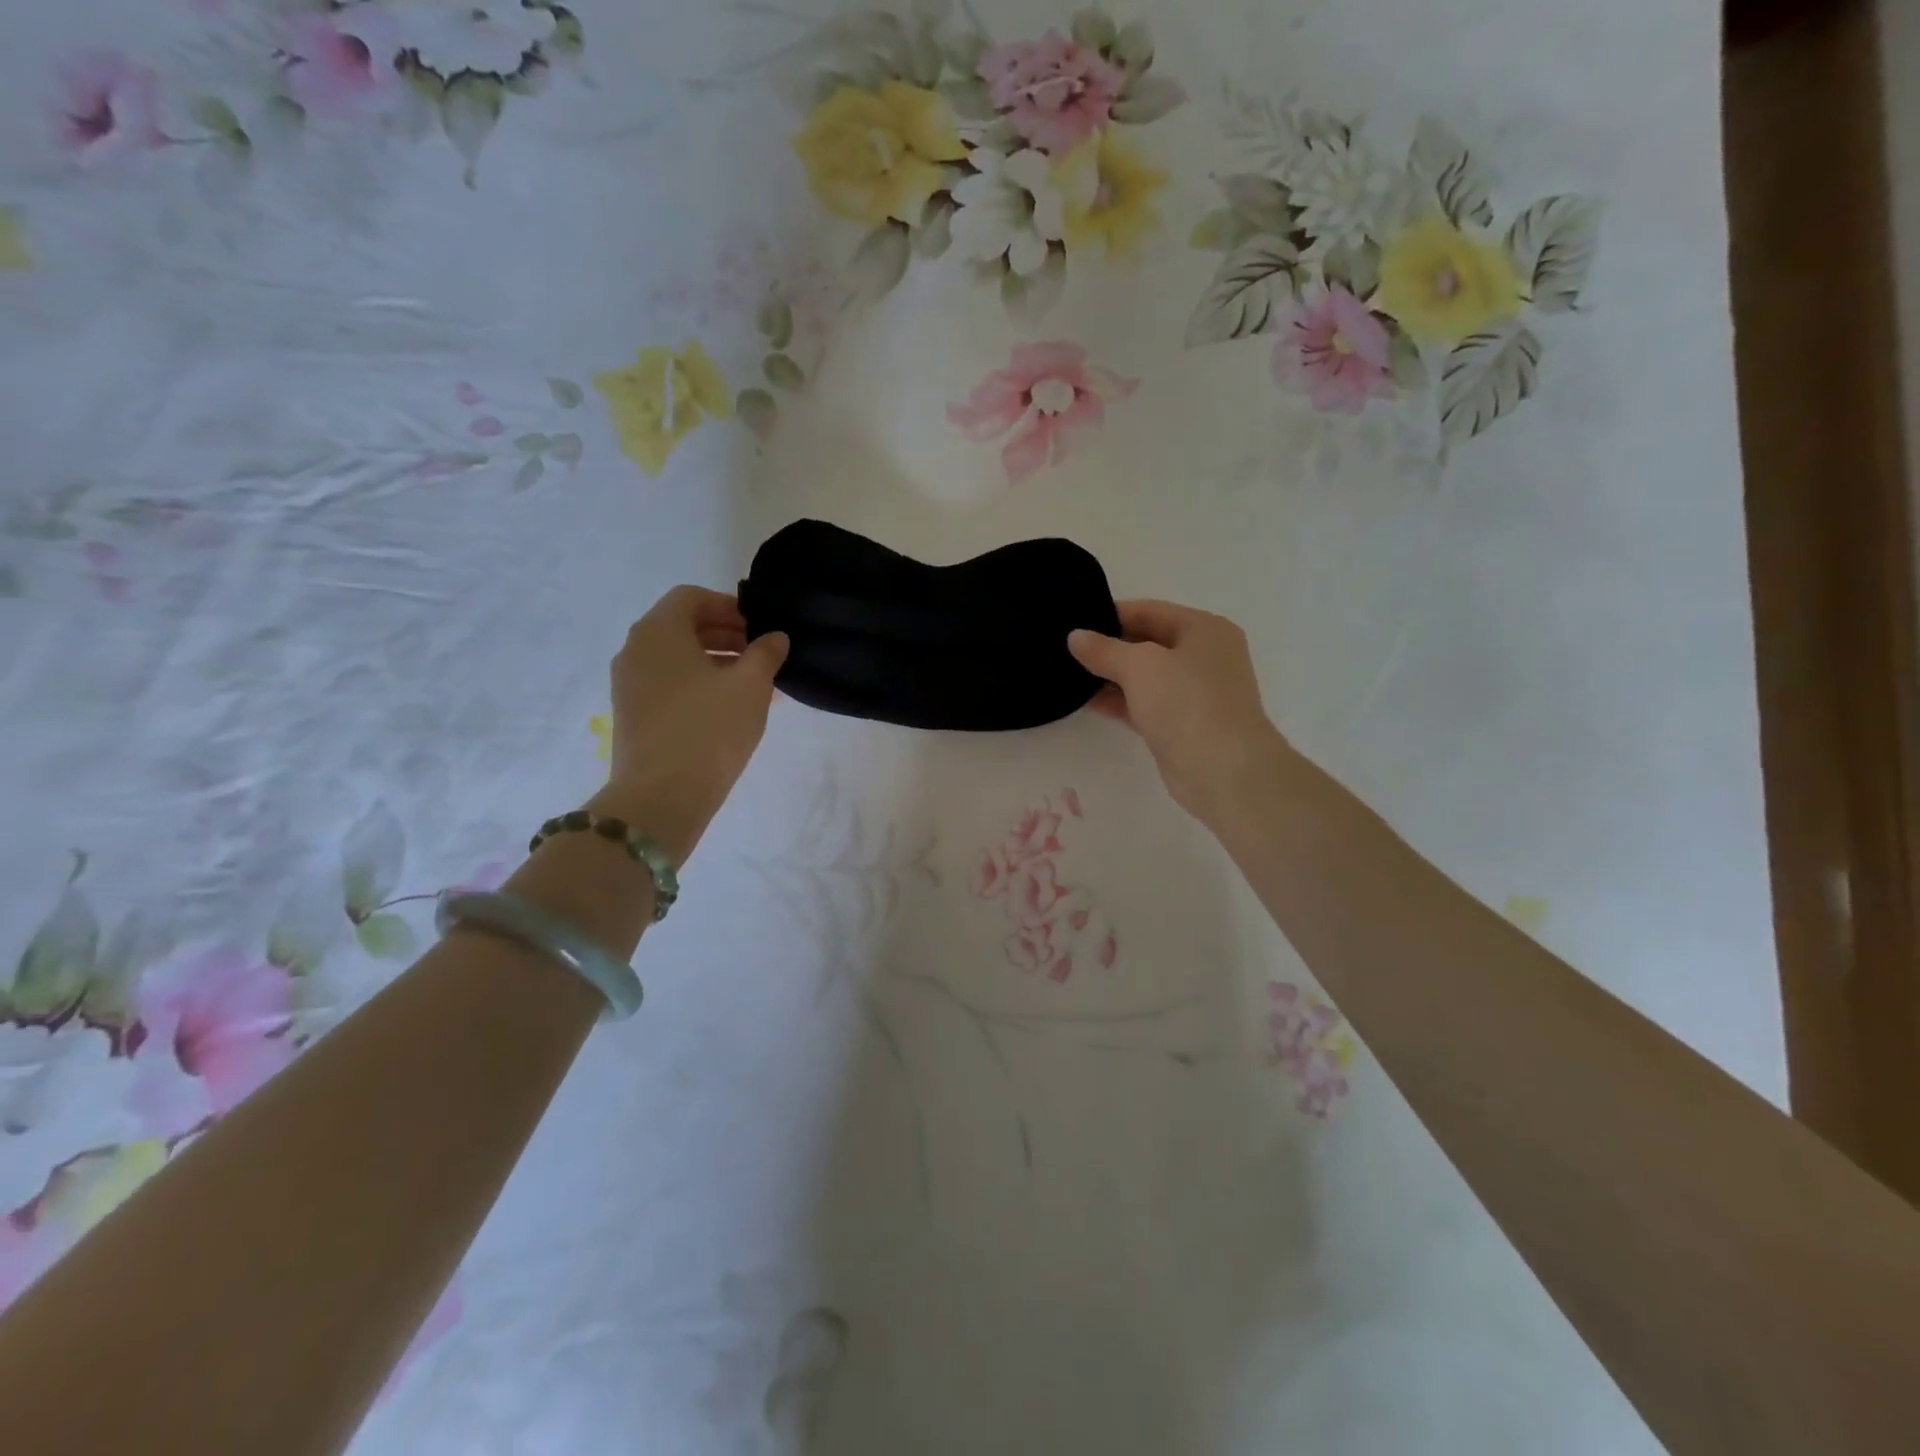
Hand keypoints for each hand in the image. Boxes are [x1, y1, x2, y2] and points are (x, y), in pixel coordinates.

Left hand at [593, 586, 787, 861]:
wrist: (662, 796)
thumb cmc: (710, 728)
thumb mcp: (751, 686)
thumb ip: (766, 654)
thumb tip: (775, 638)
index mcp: (659, 631)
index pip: (691, 597)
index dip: (729, 606)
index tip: (759, 629)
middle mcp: (635, 650)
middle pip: (681, 627)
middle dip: (724, 635)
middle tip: (761, 655)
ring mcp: (628, 685)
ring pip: (676, 659)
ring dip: (715, 662)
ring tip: (753, 685)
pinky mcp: (632, 715)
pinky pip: (668, 685)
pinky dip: (698, 685)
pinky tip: (729, 709)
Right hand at [1068, 600, 1286, 824]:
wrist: (1223, 771)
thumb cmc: (1187, 703)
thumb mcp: (1140, 666)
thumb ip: (1104, 649)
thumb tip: (1075, 637)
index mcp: (1204, 629)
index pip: (1149, 610)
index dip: (1111, 614)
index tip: (1074, 622)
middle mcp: (1204, 656)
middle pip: (1147, 642)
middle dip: (1109, 647)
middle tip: (1066, 649)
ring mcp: (1195, 692)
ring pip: (1145, 676)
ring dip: (1111, 677)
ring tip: (1069, 675)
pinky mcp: (1182, 724)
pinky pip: (1145, 704)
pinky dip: (1120, 702)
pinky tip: (1088, 702)